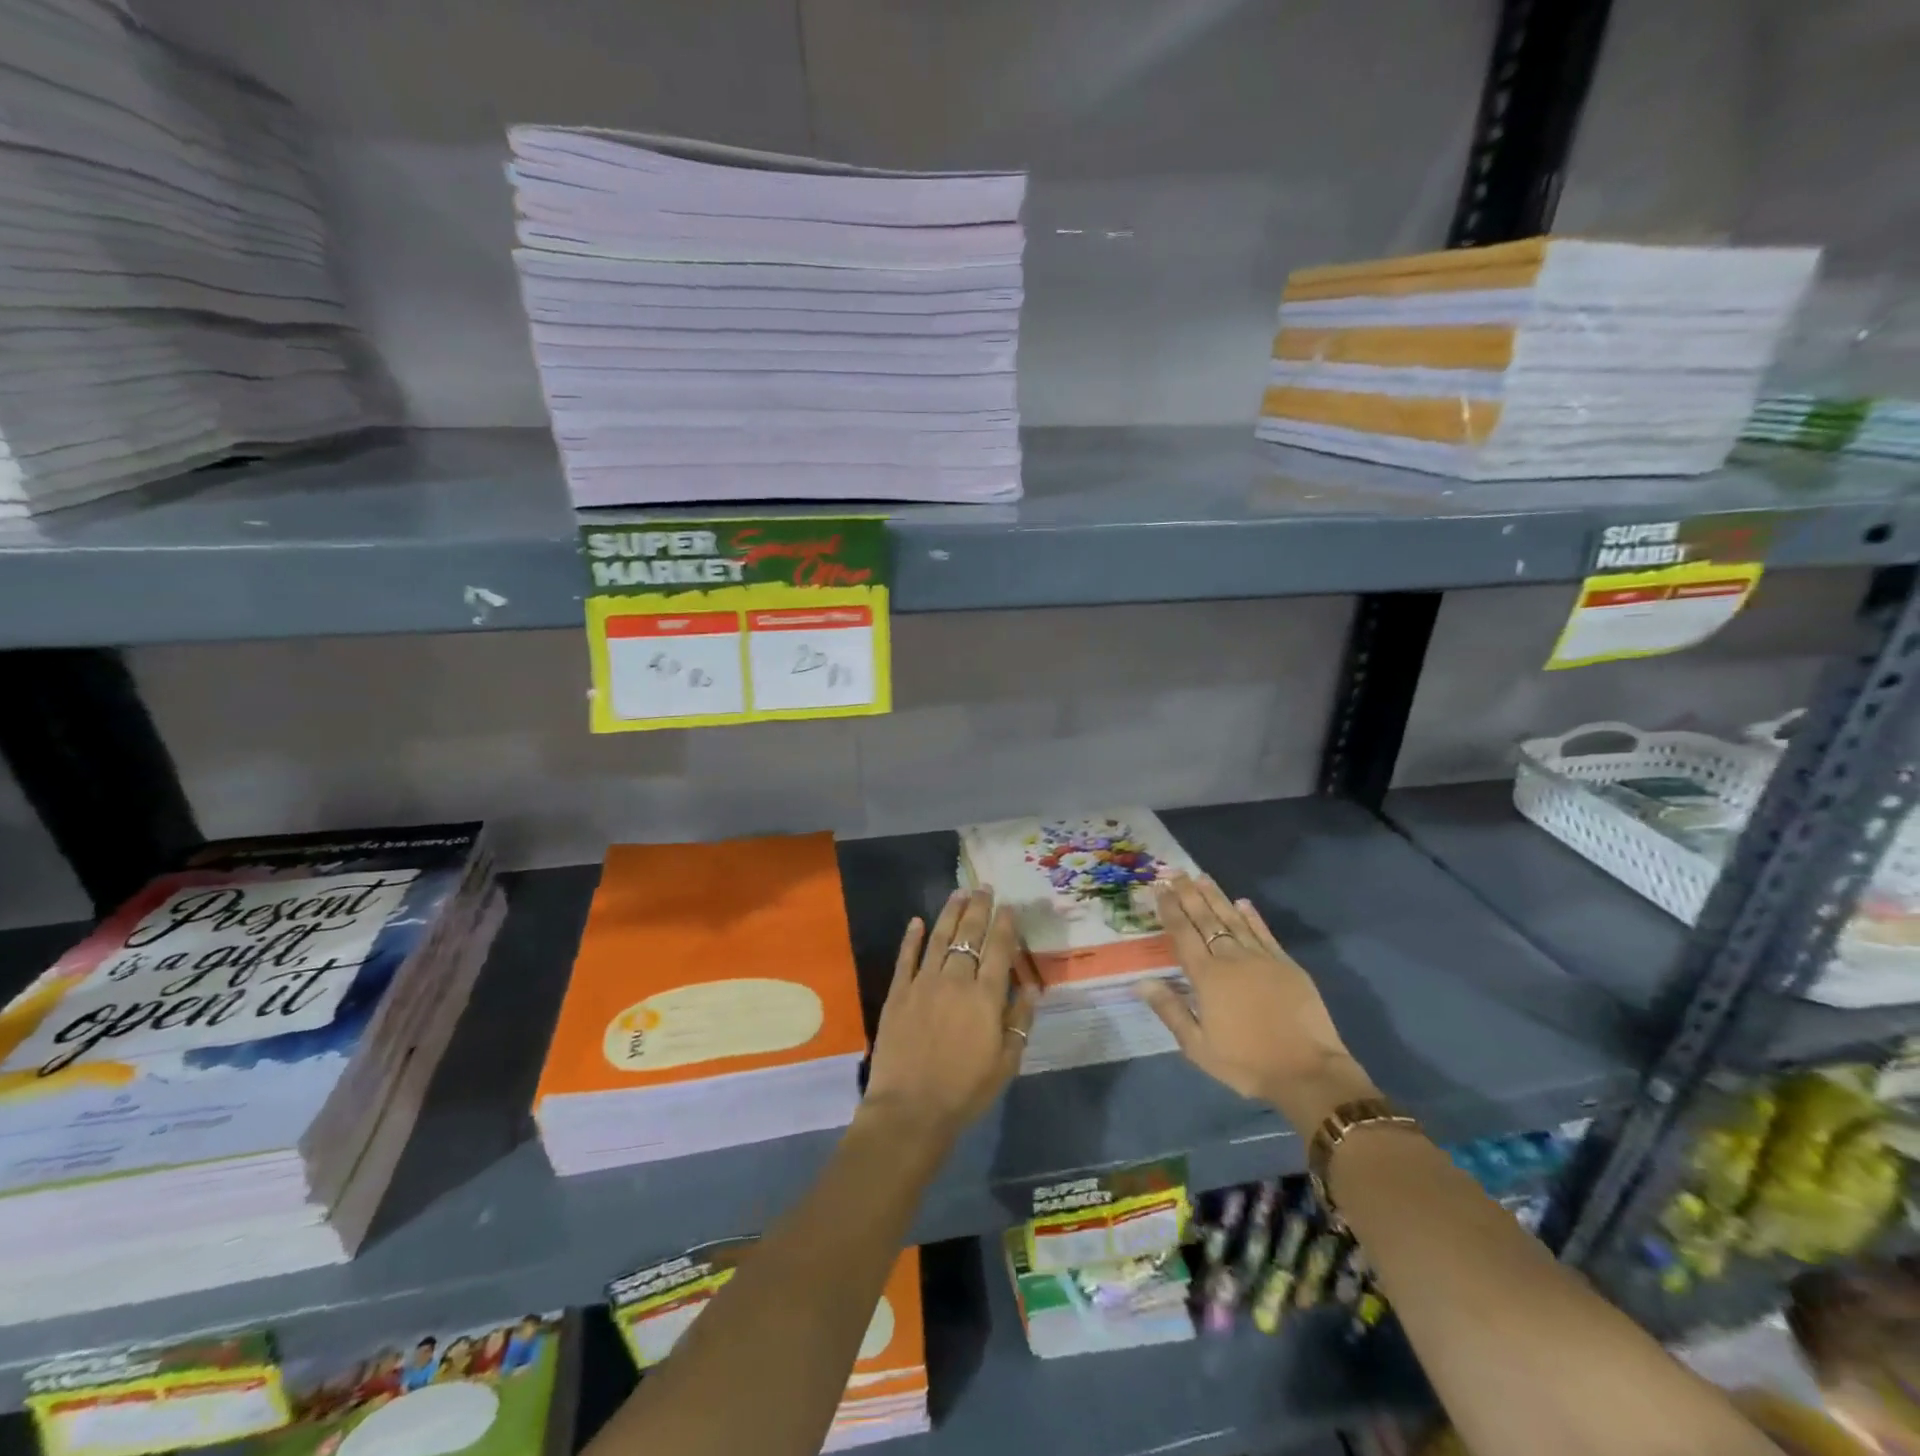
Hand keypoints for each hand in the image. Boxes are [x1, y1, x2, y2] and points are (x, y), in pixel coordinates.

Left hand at [864, 887, 1039, 1138]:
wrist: (910, 1110)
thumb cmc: (965, 1091)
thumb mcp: (1006, 1063)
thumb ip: (1019, 1022)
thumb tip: (1032, 988)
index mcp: (985, 998)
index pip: (998, 950)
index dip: (1005, 925)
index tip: (1008, 907)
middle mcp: (955, 981)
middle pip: (969, 936)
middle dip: (979, 909)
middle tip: (985, 888)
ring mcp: (923, 984)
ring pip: (938, 938)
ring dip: (950, 913)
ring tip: (959, 893)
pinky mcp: (898, 993)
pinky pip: (906, 958)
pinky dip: (911, 938)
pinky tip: (916, 921)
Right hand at [1136, 875, 1375, 1127]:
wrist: (1308, 1073)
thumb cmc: (1246, 1063)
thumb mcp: (1197, 1047)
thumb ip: (1170, 1010)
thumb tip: (1142, 982)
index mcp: (1207, 977)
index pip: (1183, 934)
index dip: (1170, 909)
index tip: (1159, 887)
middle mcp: (1231, 958)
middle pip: (1206, 919)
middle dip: (1188, 894)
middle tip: (1175, 872)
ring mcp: (1262, 958)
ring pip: (1233, 919)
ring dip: (1216, 897)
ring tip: (1201, 877)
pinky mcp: (1286, 964)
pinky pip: (1264, 932)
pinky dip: (1251, 916)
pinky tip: (1242, 902)